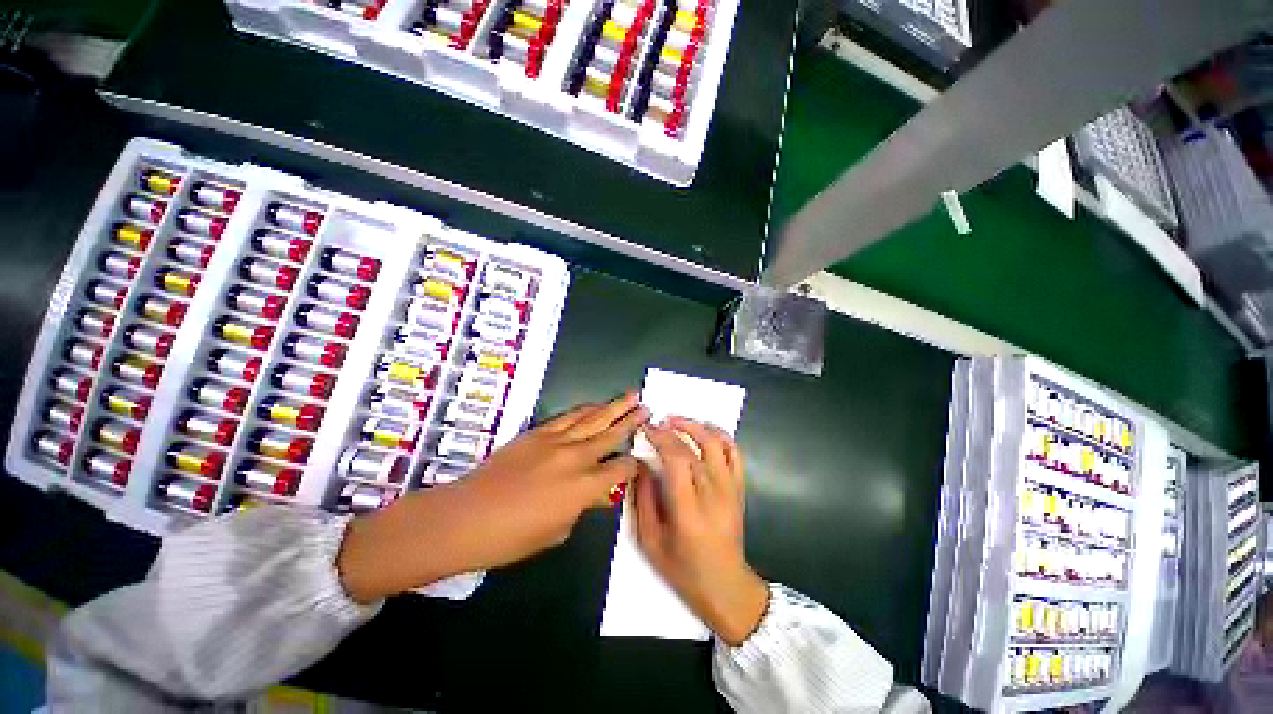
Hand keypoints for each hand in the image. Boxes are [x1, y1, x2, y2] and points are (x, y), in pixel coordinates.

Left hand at [338, 393, 647, 602]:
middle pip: (612, 434)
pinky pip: (569, 416)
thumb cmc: (512, 537)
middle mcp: (576, 458)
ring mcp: (556, 441)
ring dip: (614, 407)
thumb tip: (600, 493)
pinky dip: (586, 409)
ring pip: (593, 419)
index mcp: (584, 488)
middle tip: (648, 408)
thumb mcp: (557, 531)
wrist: (466, 517)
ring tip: (632, 396)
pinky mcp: (538, 433)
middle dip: (633, 421)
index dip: (635, 462)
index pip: (621, 468)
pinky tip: (597, 404)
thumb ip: (583, 507)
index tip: (643, 456)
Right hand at [632, 418, 768, 645]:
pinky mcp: (740, 488)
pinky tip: (705, 430)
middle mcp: (713, 494)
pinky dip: (721, 435)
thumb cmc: (683, 569)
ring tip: (676, 420)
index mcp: (688, 511)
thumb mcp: (650, 541)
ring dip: (695, 426)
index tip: (646, 429)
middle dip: (672, 428)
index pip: (677, 459)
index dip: (660, 438)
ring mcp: (730, 489)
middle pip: (694, 447)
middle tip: (656, 423)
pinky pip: (734, 452)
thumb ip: (643, 498)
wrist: (725, 586)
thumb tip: (641, 463)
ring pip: (716, 443)